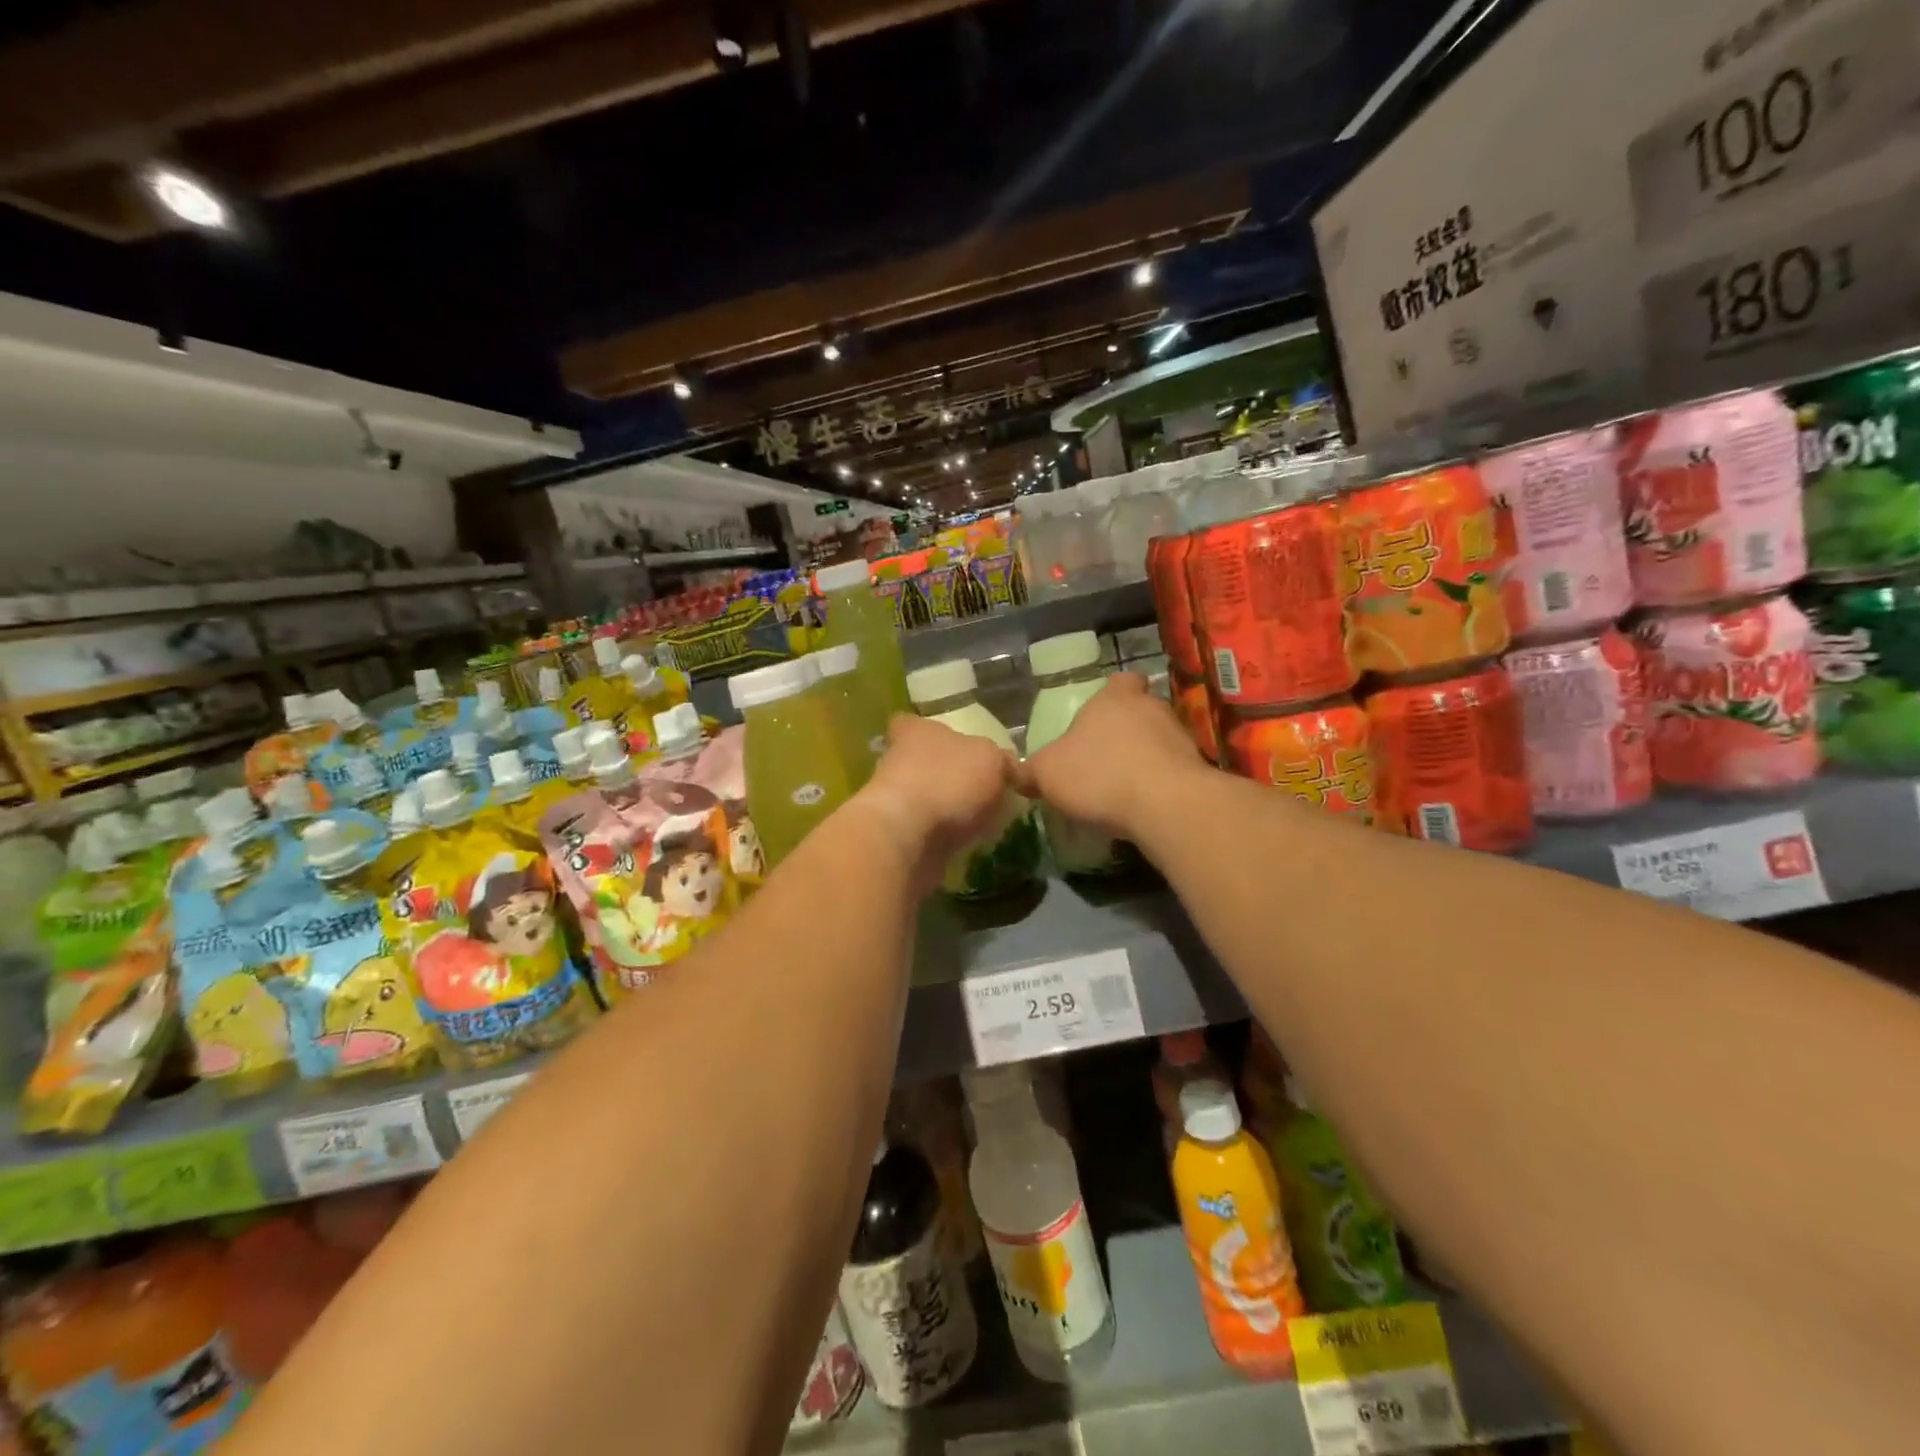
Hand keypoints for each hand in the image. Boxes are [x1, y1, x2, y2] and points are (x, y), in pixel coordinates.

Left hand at [851, 713, 1016, 891]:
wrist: (907, 838)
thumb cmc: (948, 781)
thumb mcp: (991, 759)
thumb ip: (1001, 760)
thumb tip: (1007, 767)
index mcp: (915, 731)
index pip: (912, 723)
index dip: (931, 733)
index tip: (955, 745)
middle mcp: (898, 761)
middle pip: (923, 762)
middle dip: (948, 776)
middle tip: (984, 790)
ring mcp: (894, 801)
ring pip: (925, 798)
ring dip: (948, 809)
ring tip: (986, 821)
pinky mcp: (898, 836)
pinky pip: (927, 831)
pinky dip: (946, 836)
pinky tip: (972, 844)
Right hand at [1018, 673, 1204, 837]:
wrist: (1165, 805)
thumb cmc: (1099, 774)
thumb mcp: (1047, 773)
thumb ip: (1030, 772)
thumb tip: (1016, 774)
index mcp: (1114, 698)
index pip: (1120, 681)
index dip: (1113, 693)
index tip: (1101, 713)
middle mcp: (1151, 708)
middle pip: (1141, 709)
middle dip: (1127, 729)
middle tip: (1106, 755)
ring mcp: (1180, 737)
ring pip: (1161, 740)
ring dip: (1146, 757)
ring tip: (1125, 785)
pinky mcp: (1197, 769)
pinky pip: (1174, 770)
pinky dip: (1161, 782)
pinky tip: (1144, 805)